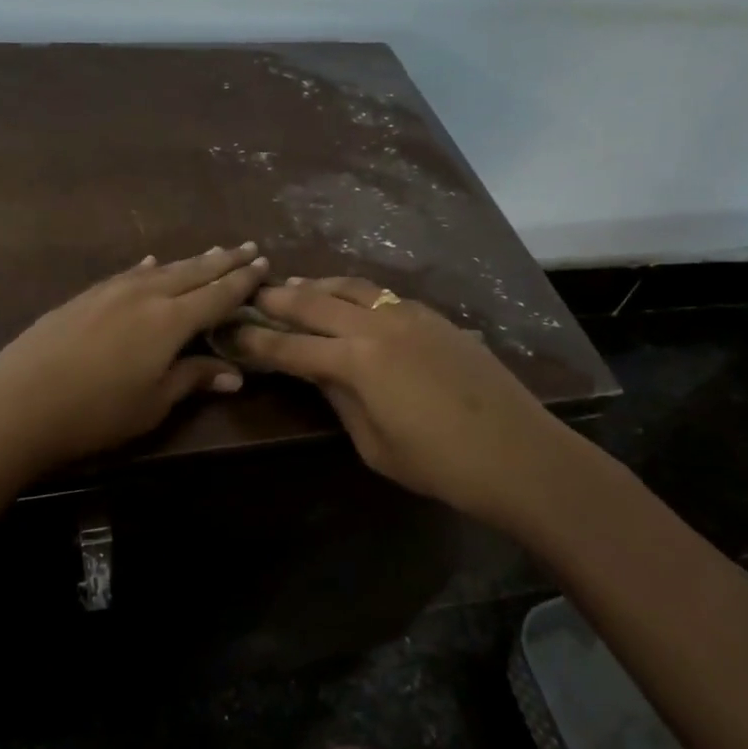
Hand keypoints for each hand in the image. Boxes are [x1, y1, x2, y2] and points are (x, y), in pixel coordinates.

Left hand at [0, 244, 271, 476]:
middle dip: (223, 261)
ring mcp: (111, 290)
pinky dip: (148, 268)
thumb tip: (234, 374)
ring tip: (212, 252)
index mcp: (170, 321)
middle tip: (248, 247)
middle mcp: (146, 294)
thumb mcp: (152, 403)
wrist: (18, 402)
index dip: (243, 281)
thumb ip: (192, 379)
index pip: (218, 294)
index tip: (264, 264)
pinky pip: (128, 273)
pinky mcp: (85, 296)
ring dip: (190, 260)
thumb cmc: (95, 413)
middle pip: (193, 272)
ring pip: (162, 269)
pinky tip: (151, 263)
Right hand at [232, 277, 594, 524]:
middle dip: (278, 297)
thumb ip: (340, 399)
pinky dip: (356, 292)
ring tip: (296, 285)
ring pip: (352, 287)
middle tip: (252, 292)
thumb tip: (318, 372)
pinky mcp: (436, 317)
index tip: (228, 330)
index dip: (255, 340)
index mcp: (356, 362)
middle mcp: (378, 326)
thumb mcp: (374, 444)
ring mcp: (410, 316)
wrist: (519, 454)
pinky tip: (351, 300)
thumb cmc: (440, 464)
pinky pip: (384, 295)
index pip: (290, 347)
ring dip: (318, 284)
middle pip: (315, 301)